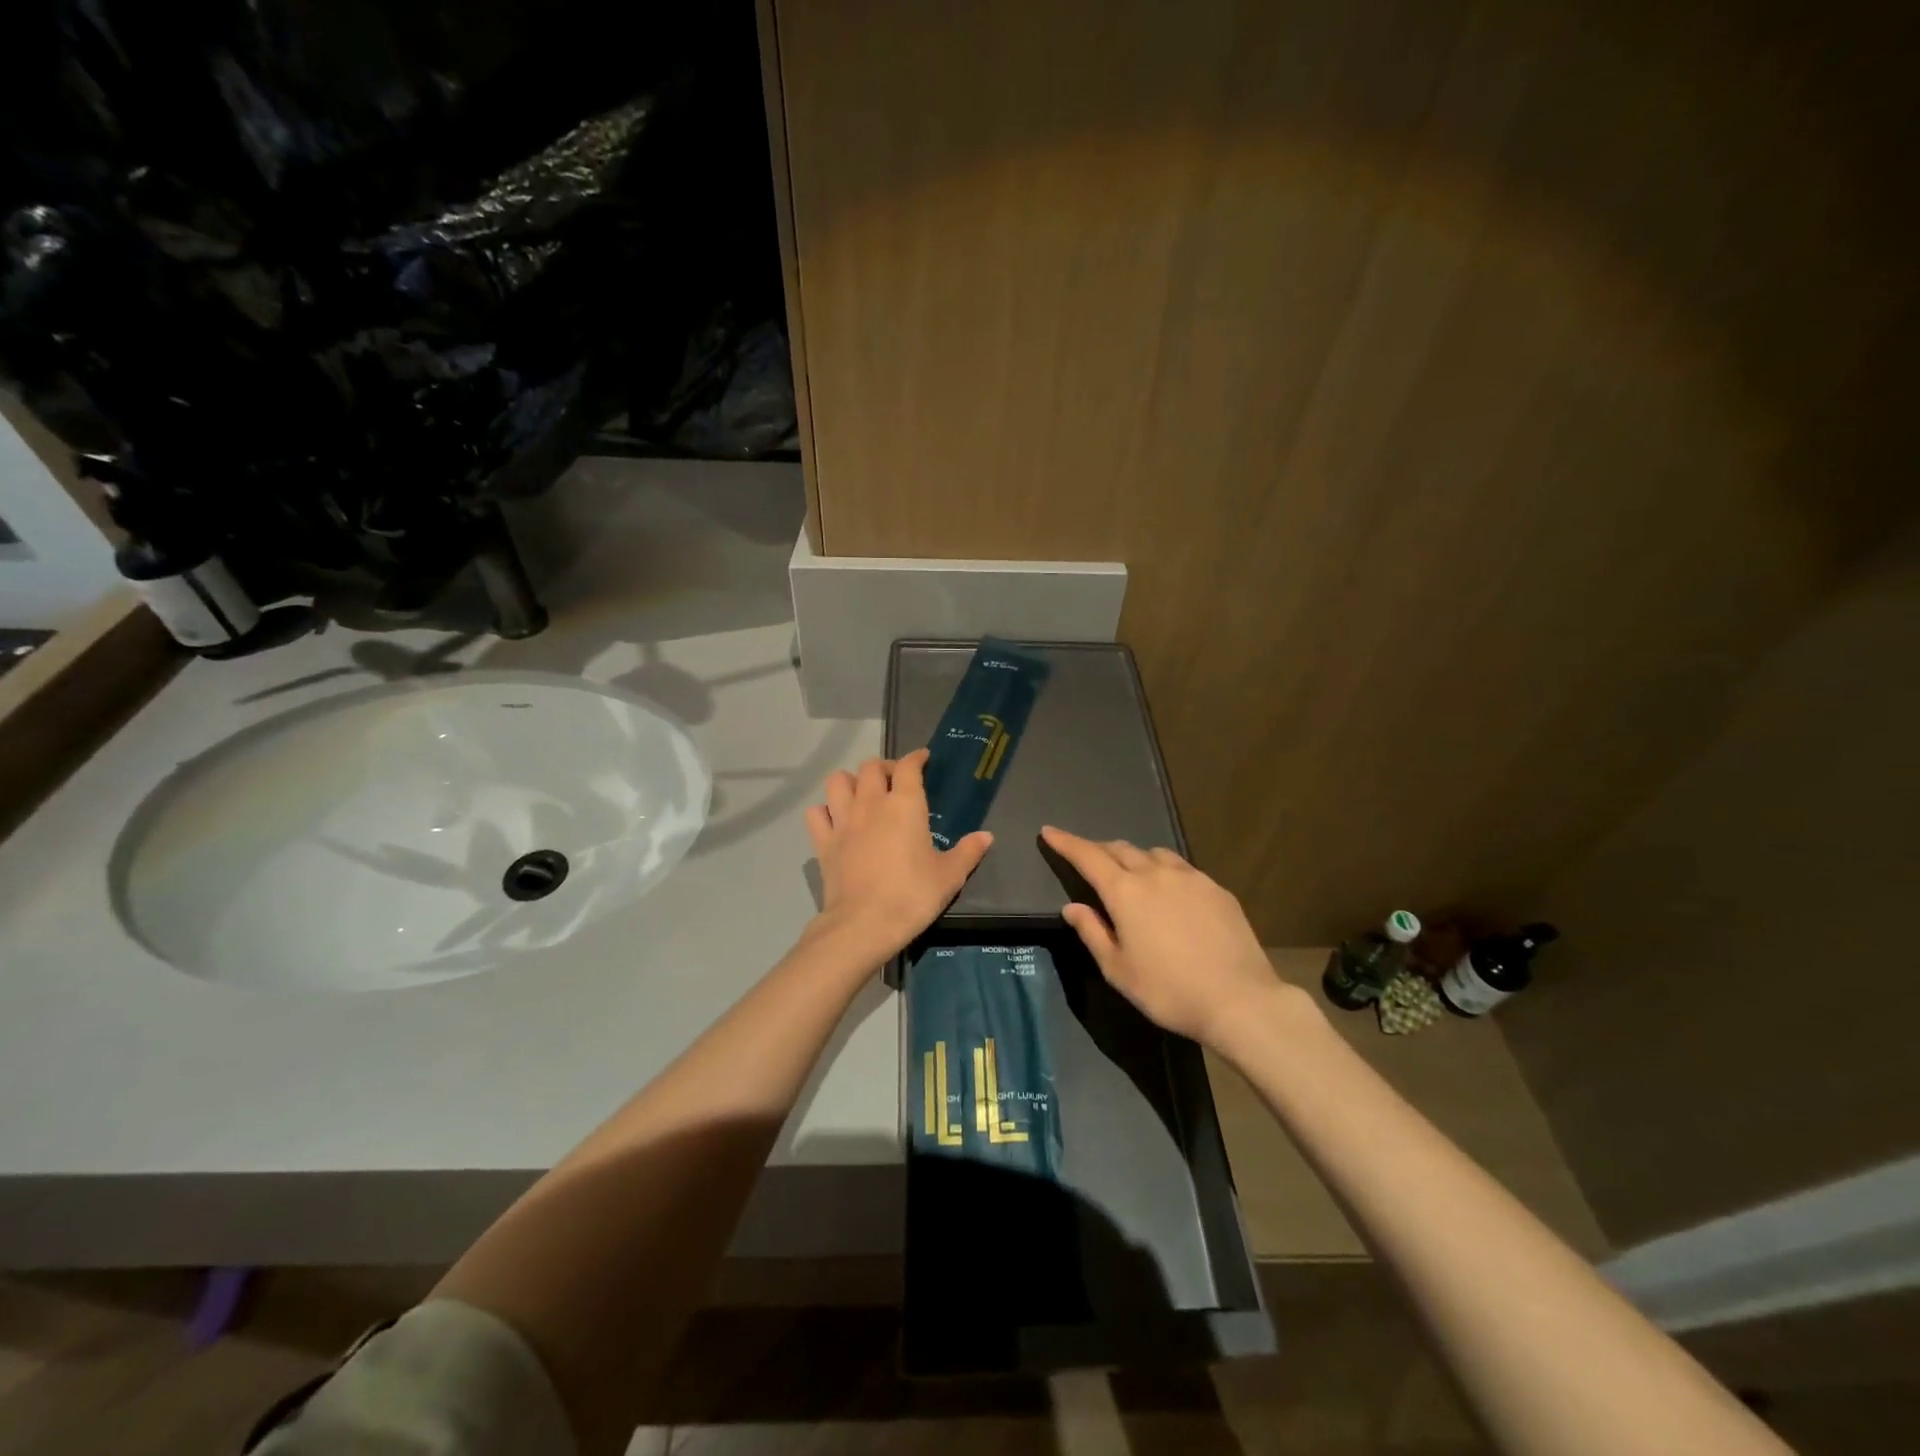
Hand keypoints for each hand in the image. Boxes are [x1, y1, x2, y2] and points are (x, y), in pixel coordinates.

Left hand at [805, 750, 992, 963]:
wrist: (864, 924)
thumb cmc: (912, 895)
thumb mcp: (949, 876)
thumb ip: (968, 852)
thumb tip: (986, 836)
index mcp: (905, 805)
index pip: (908, 767)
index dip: (916, 758)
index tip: (923, 759)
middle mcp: (871, 803)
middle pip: (871, 767)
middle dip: (884, 767)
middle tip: (895, 780)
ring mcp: (842, 821)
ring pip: (838, 781)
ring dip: (850, 781)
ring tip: (862, 794)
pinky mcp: (823, 842)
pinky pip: (816, 813)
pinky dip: (824, 811)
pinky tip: (835, 820)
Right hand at [1040, 825, 1290, 1047]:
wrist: (1239, 1000)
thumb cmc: (1168, 991)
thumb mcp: (1118, 970)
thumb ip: (1092, 933)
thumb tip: (1072, 907)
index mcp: (1125, 892)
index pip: (1087, 857)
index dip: (1066, 842)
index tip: (1049, 832)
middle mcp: (1156, 874)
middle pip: (1120, 849)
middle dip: (1099, 850)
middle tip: (1088, 859)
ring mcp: (1191, 877)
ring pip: (1154, 854)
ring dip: (1134, 858)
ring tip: (1131, 874)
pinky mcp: (1217, 889)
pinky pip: (1182, 868)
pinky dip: (1165, 871)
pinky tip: (1171, 892)